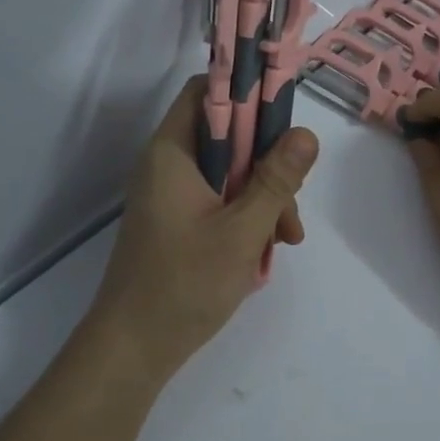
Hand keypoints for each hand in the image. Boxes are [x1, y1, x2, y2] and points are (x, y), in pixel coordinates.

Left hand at [88, 78, 318, 377]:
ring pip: (230, 172)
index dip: (247, 93)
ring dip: (264, 195)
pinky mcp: (178, 221)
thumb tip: (306, 133)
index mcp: (172, 152)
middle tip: (293, 200)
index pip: (207, 91)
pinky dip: (247, 216)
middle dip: (268, 162)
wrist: (133, 348)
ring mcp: (172, 195)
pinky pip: (220, 200)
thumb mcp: (242, 229)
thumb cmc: (184, 283)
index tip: (285, 119)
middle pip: (227, 135)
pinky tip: (268, 248)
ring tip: (287, 238)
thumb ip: (276, 180)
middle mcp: (168, 164)